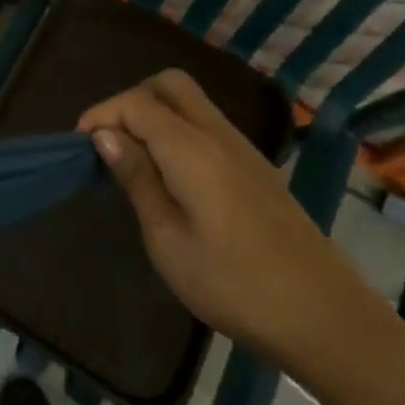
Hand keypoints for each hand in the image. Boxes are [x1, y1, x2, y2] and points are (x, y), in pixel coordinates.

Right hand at [79, 70, 388, 379]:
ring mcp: (244, 149)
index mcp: (192, 149)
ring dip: (155, 115)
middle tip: (110, 143)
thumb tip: (104, 135)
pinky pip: (208, 126)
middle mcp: (219, 135)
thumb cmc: (234, 284)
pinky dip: (178, 131)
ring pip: (191, 102)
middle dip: (130, 101)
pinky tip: (170, 176)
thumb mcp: (168, 240)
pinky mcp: (257, 168)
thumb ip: (137, 179)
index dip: (101, 114)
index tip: (79, 147)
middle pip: (169, 85)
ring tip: (133, 161)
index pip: (136, 102)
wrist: (325, 318)